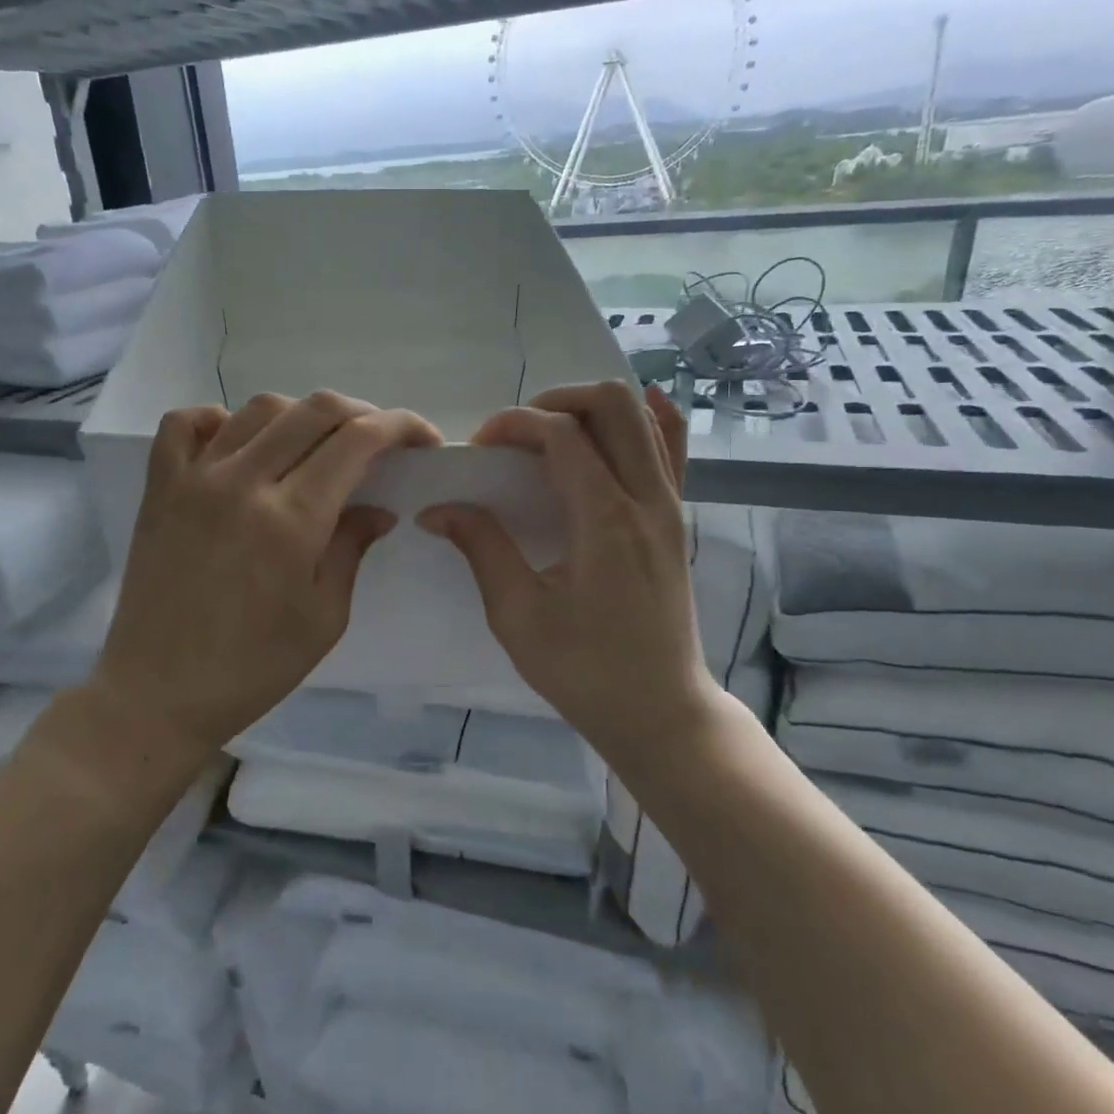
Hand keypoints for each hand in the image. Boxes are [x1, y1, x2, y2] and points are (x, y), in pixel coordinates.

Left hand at [91, 391, 441, 755]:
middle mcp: (243, 483)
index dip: (399, 426)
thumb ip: (352, 549)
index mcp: (292, 519)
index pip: (357, 440)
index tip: (422, 439)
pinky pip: (185, 424)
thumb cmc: (253, 667)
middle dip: (362, 412)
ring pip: (258, 409)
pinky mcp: (160, 487)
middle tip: (379, 439)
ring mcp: (194, 479)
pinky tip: (237, 442)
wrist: (158, 693)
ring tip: (316, 444)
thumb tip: (378, 507)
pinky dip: (218, 418)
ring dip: (301, 415)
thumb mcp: (325, 618)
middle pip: (314, 410)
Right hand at [419, 382, 727, 768]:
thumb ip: (482, 548)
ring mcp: (670, 506)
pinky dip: (648, 423)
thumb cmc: (585, 670)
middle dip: (556, 401)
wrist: (661, 712)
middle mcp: (647, 498)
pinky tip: (625, 420)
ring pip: (643, 419)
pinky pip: (671, 450)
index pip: (561, 433)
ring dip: (591, 411)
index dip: (514, 424)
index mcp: (605, 518)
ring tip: (550, 437)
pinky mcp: (676, 520)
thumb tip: (437, 509)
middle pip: (613, 403)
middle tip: (518, 435)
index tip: (480, 447)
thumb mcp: (518, 615)